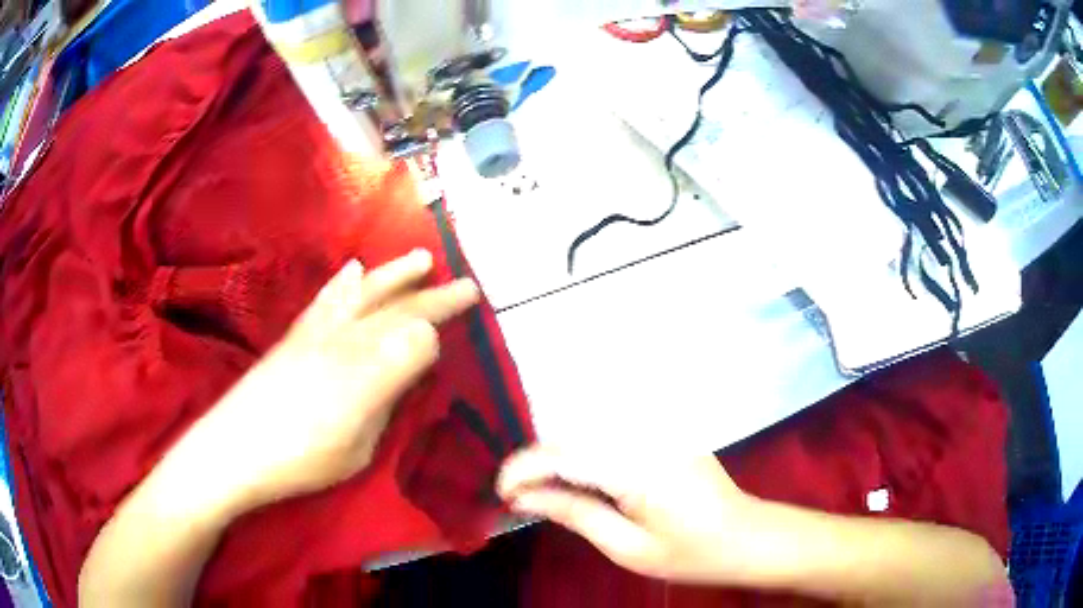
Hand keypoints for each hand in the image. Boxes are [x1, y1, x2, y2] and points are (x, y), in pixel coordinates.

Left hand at [198, 250, 478, 512]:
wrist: (234, 450)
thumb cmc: (302, 458)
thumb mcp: (358, 440)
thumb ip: (389, 385)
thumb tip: (425, 338)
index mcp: (361, 365)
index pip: (413, 327)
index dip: (443, 310)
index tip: (472, 296)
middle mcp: (340, 338)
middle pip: (392, 306)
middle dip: (430, 292)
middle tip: (462, 281)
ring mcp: (314, 334)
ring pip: (360, 294)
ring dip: (392, 276)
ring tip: (418, 259)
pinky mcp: (294, 338)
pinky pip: (325, 301)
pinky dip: (342, 284)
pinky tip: (352, 270)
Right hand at [497, 446, 765, 585]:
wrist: (746, 536)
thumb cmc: (691, 553)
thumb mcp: (629, 549)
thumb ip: (577, 514)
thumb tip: (527, 497)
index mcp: (639, 468)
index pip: (565, 454)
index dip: (524, 469)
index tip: (501, 493)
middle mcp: (647, 436)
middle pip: (574, 435)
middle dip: (537, 463)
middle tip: (520, 496)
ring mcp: (660, 430)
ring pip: (589, 429)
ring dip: (559, 456)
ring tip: (544, 489)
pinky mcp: (666, 432)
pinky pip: (612, 432)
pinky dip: (585, 451)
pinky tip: (580, 476)